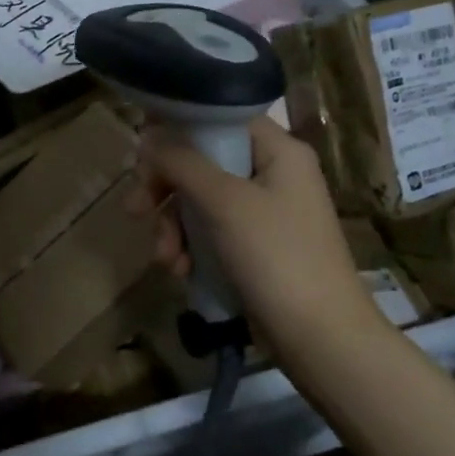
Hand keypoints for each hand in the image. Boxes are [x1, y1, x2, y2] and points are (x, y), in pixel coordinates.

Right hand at [129, 118, 385, 361]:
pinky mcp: (254, 246)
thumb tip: (149, 138)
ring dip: (173, 226)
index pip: (219, 118)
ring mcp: (264, 212)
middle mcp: (273, 174)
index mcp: (278, 151)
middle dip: (165, 189)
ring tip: (164, 258)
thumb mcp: (224, 202)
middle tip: (135, 209)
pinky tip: (179, 271)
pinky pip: (210, 231)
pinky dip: (190, 247)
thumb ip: (182, 163)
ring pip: (200, 200)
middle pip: (202, 162)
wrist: (319, 337)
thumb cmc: (276, 257)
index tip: (142, 154)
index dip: (178, 129)